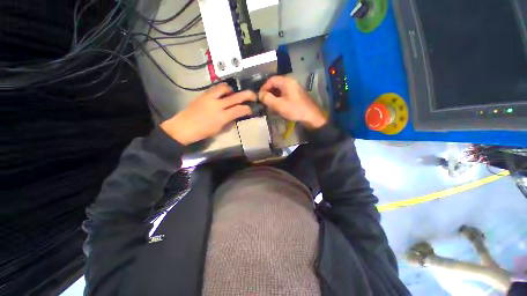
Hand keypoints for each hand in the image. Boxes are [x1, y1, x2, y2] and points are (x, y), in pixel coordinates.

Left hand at [161, 84, 255, 144]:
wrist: (183, 127)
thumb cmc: (202, 132)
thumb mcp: (219, 129)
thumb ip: (229, 120)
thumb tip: (236, 114)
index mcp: (221, 117)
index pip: (239, 109)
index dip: (248, 109)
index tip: (251, 109)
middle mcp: (217, 105)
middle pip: (235, 97)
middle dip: (247, 95)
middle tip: (253, 95)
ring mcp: (209, 98)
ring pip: (225, 88)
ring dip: (232, 90)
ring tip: (234, 93)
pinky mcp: (203, 94)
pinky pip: (215, 89)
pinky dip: (222, 90)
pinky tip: (223, 94)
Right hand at [259, 76, 325, 129]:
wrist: (310, 116)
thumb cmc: (294, 109)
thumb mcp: (279, 105)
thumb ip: (267, 99)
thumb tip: (259, 94)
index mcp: (286, 82)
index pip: (271, 80)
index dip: (264, 87)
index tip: (260, 97)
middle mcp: (290, 82)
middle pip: (275, 84)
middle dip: (268, 93)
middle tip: (264, 102)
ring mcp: (293, 88)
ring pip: (279, 90)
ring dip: (273, 97)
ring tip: (270, 105)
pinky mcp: (295, 94)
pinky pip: (284, 94)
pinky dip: (279, 99)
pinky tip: (277, 106)